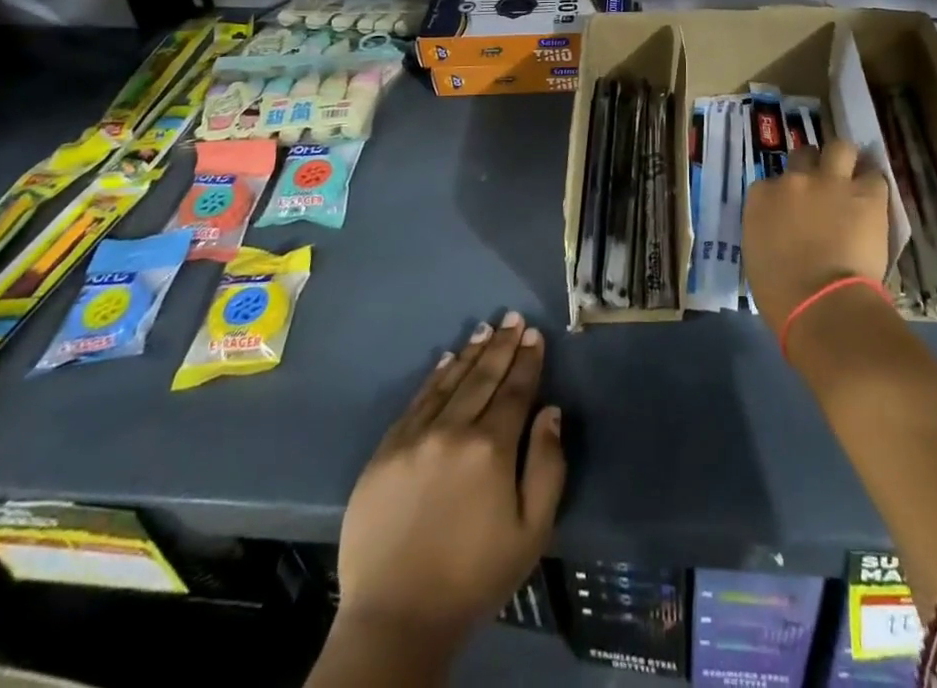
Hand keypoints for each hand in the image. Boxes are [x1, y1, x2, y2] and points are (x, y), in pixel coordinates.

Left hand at [336, 310, 565, 647]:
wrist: (396, 618)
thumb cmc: (474, 577)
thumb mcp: (532, 532)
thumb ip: (547, 466)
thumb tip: (550, 412)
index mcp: (492, 449)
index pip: (515, 391)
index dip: (527, 361)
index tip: (534, 335)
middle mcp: (453, 431)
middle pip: (483, 378)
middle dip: (502, 346)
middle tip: (513, 318)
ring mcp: (415, 438)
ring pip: (449, 383)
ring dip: (470, 353)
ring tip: (485, 329)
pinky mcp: (385, 451)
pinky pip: (415, 402)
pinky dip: (434, 378)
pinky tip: (445, 361)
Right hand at [742, 138, 889, 329]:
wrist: (823, 304)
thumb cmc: (781, 294)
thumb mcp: (757, 255)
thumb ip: (766, 230)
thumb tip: (781, 230)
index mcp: (762, 197)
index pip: (771, 181)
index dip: (785, 193)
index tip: (793, 208)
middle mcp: (794, 179)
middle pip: (804, 155)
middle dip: (813, 167)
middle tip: (823, 188)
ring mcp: (830, 182)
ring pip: (841, 148)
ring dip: (846, 161)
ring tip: (853, 179)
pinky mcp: (866, 194)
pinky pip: (875, 176)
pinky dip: (874, 188)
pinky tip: (875, 202)